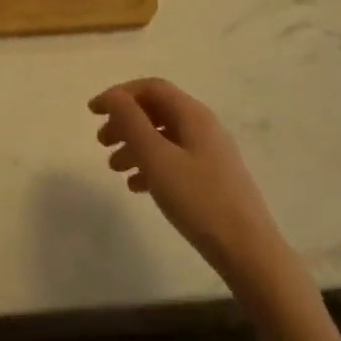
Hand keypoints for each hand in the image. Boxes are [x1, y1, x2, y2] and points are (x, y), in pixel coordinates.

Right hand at [90, 77, 284, 274]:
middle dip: (125, 122)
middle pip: (156, 111)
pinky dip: (151, 165)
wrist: (249, 251)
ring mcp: (210, 153)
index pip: (151, 88)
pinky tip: (137, 187)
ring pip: (164, 137)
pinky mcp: (212, 178)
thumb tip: (114, 97)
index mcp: (193, 115)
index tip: (92, 112)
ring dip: (135, 146)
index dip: (119, 94)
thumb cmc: (199, 199)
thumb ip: (132, 122)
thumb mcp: (157, 158)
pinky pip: (174, 160)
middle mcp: (204, 127)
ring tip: (114, 168)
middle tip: (101, 142)